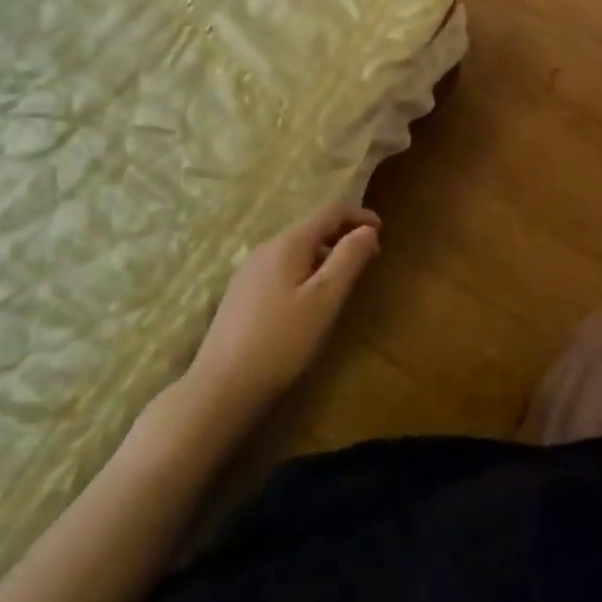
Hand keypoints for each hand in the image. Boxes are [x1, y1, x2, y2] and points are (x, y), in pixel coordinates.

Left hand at [184, 203, 381, 415]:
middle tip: (369, 255)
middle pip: (311, 227)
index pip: (329, 211)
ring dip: (324, 253)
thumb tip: (368, 229)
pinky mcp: (240, 295)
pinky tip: (309, 297)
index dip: (358, 215)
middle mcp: (265, 248)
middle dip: (343, 234)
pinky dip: (305, 269)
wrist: (219, 390)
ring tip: (344, 276)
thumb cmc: (281, 341)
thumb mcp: (325, 299)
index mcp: (288, 243)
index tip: (382, 230)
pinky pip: (281, 267)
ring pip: (295, 248)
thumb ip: (349, 259)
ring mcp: (248, 272)